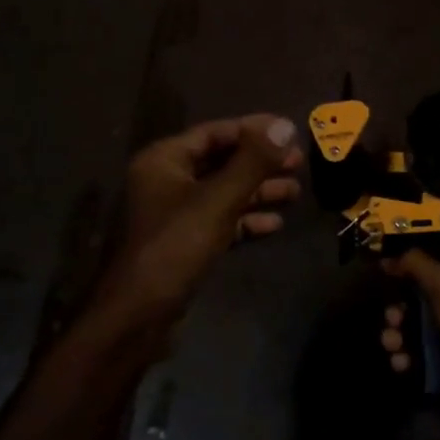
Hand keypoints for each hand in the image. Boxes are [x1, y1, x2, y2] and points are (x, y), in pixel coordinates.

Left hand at [108, 114, 303, 307]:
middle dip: (261, 163)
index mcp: (165, 160)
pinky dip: (246, 219)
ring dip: (259, 191)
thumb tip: (284, 125)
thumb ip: (252, 162)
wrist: (140, 315)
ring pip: (225, 192)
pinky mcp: (186, 241)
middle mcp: (168, 180)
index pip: (215, 132)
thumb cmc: (176, 246)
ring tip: (296, 192)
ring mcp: (176, 212)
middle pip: (222, 161)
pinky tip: (275, 224)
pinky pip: (221, 219)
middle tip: (299, 163)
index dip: (254, 129)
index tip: (289, 131)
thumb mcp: (218, 200)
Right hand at [381, 251, 439, 413]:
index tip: (385, 280)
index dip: (405, 276)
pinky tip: (402, 363)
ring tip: (393, 345)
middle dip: (397, 313)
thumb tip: (388, 258)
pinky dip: (406, 362)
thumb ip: (416, 264)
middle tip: (392, 320)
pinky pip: (419, 362)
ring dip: (396, 338)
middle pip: (416, 307)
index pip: (427, 274)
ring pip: (413, 336)